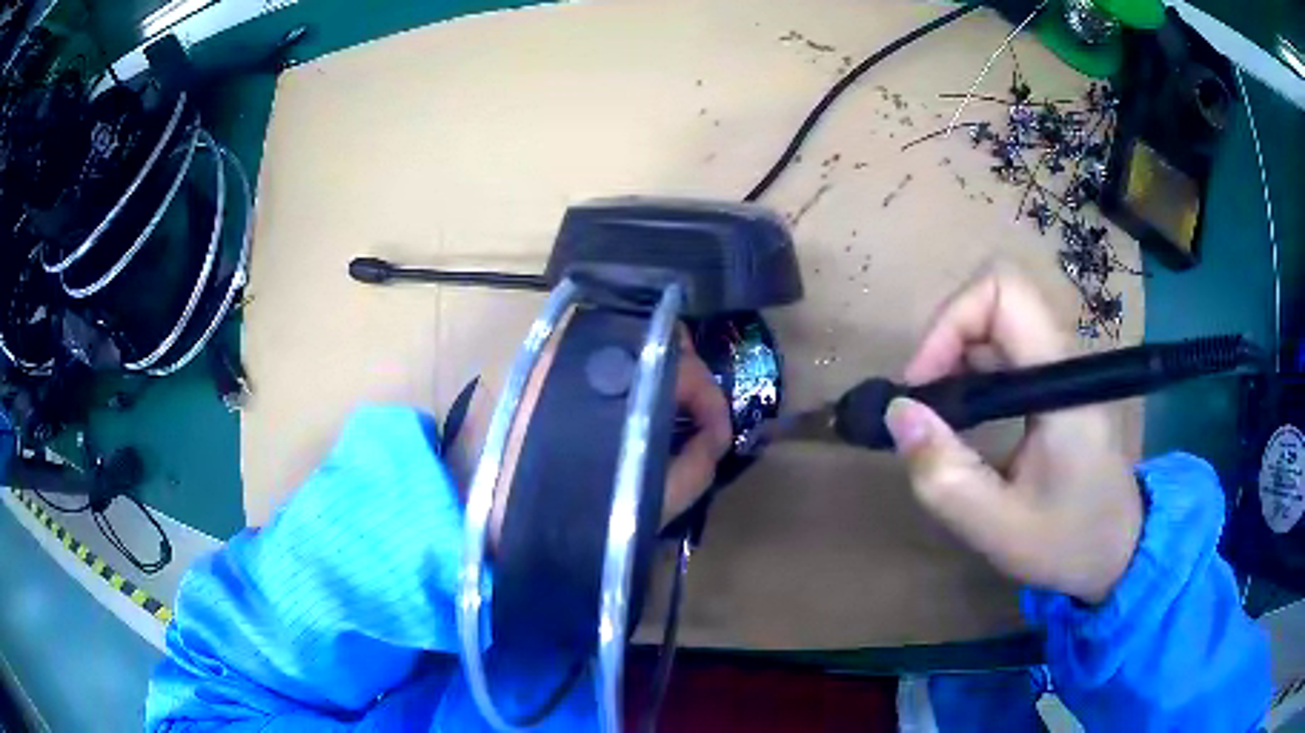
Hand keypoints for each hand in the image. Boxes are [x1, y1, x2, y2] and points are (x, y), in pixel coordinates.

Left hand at [489, 324, 730, 544]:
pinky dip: (625, 379)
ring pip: (627, 343)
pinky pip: (599, 359)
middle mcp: (587, 351)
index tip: (717, 437)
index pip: (684, 366)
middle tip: (695, 421)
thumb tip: (715, 437)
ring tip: (665, 418)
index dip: (710, 400)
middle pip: (655, 339)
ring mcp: (559, 354)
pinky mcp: (540, 367)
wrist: (497, 523)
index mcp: (619, 382)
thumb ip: (697, 465)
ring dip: (656, 375)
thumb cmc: (579, 516)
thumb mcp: (651, 502)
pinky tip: (628, 414)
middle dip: (686, 379)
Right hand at [884, 267, 1142, 603]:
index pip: (1004, 291)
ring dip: (955, 351)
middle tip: (924, 399)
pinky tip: (964, 413)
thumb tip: (898, 412)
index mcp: (1062, 383)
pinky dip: (970, 365)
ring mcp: (1061, 365)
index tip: (923, 384)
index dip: (952, 320)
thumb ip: (944, 475)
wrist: (1118, 549)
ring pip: (997, 316)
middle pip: (995, 295)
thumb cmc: (1067, 543)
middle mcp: (1064, 357)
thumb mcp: (997, 527)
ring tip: (938, 412)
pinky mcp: (1054, 379)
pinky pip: (1004, 344)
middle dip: (947, 335)